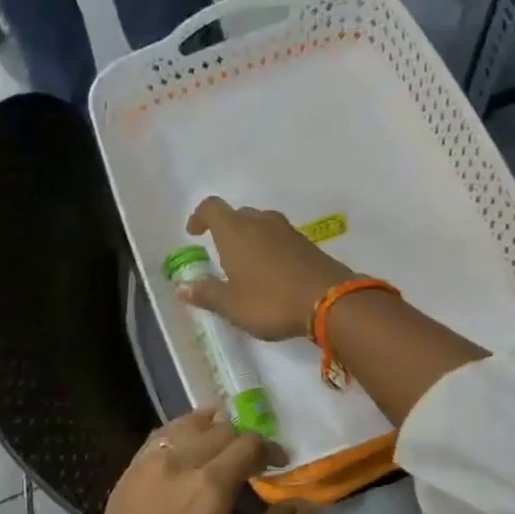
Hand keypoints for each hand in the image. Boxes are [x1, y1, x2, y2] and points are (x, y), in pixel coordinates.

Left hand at [82, 406, 298, 513]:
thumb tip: (292, 503)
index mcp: (211, 487)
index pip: (250, 444)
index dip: (271, 450)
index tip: (279, 465)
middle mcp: (181, 464)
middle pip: (223, 430)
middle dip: (245, 441)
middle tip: (252, 463)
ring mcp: (150, 465)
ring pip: (190, 425)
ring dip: (214, 430)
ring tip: (223, 448)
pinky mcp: (129, 473)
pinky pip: (160, 436)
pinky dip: (182, 432)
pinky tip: (189, 445)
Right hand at [179, 197, 355, 340]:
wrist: (331, 300)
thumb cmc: (271, 301)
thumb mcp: (232, 305)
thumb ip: (207, 294)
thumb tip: (183, 287)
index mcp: (236, 231)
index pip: (212, 207)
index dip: (200, 216)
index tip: (195, 233)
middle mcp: (261, 222)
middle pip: (238, 214)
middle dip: (227, 229)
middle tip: (221, 254)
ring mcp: (288, 231)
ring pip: (262, 224)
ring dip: (251, 238)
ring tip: (247, 264)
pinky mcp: (308, 244)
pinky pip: (281, 238)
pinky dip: (271, 248)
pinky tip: (273, 272)